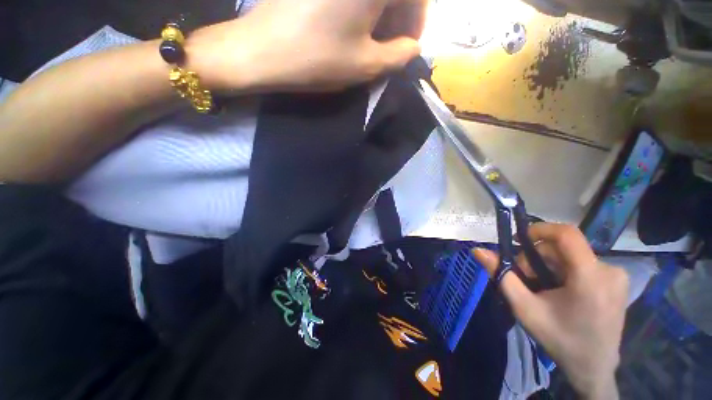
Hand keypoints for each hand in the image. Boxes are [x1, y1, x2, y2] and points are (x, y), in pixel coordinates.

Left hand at [189, 0, 427, 91]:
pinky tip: (354, 24)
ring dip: (381, 11)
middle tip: (391, 44)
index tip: (408, 45)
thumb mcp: (365, 65)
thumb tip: (413, 48)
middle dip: (400, 15)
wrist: (261, 49)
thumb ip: (398, 56)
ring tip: (372, 38)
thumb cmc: (318, 59)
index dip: (417, 20)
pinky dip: (361, 7)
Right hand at [472, 224, 627, 399]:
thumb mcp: (524, 307)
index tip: (518, 240)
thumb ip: (501, 275)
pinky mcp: (617, 280)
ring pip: (569, 255)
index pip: (566, 234)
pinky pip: (581, 263)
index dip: (539, 229)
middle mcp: (609, 270)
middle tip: (527, 280)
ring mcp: (617, 276)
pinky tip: (559, 290)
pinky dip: (563, 270)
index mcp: (590, 278)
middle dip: (537, 258)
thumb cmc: (559, 339)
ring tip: (543, 288)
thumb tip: (478, 250)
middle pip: (562, 248)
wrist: (593, 367)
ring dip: (548, 265)